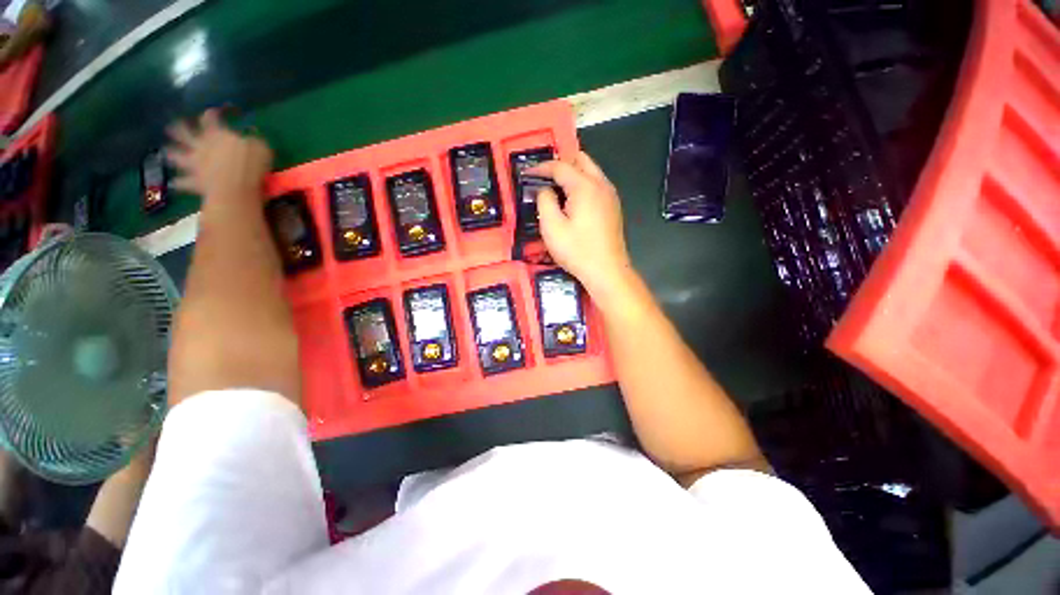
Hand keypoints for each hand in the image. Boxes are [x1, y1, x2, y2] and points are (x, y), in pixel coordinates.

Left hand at [166, 109, 272, 201]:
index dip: (211, 115)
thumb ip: (252, 142)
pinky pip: (183, 182)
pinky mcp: (195, 182)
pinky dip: (179, 183)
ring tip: (166, 152)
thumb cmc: (251, 165)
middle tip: (172, 125)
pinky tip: (173, 183)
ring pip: (179, 156)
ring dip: (172, 154)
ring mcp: (195, 164)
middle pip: (186, 134)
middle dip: (179, 129)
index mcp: (217, 135)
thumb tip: (250, 137)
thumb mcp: (260, 149)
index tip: (211, 111)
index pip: (211, 120)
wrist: (236, 188)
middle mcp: (201, 146)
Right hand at [529, 152, 635, 300]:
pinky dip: (583, 185)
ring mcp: (610, 196)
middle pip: (581, 160)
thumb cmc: (577, 250)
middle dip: (560, 164)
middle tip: (544, 177)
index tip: (526, 174)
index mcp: (584, 186)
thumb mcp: (552, 227)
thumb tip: (544, 189)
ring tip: (555, 189)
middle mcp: (601, 184)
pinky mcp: (613, 207)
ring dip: (573, 173)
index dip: (541, 168)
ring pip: (591, 171)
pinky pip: (597, 185)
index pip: (560, 166)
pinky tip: (573, 202)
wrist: (607, 271)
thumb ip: (544, 201)